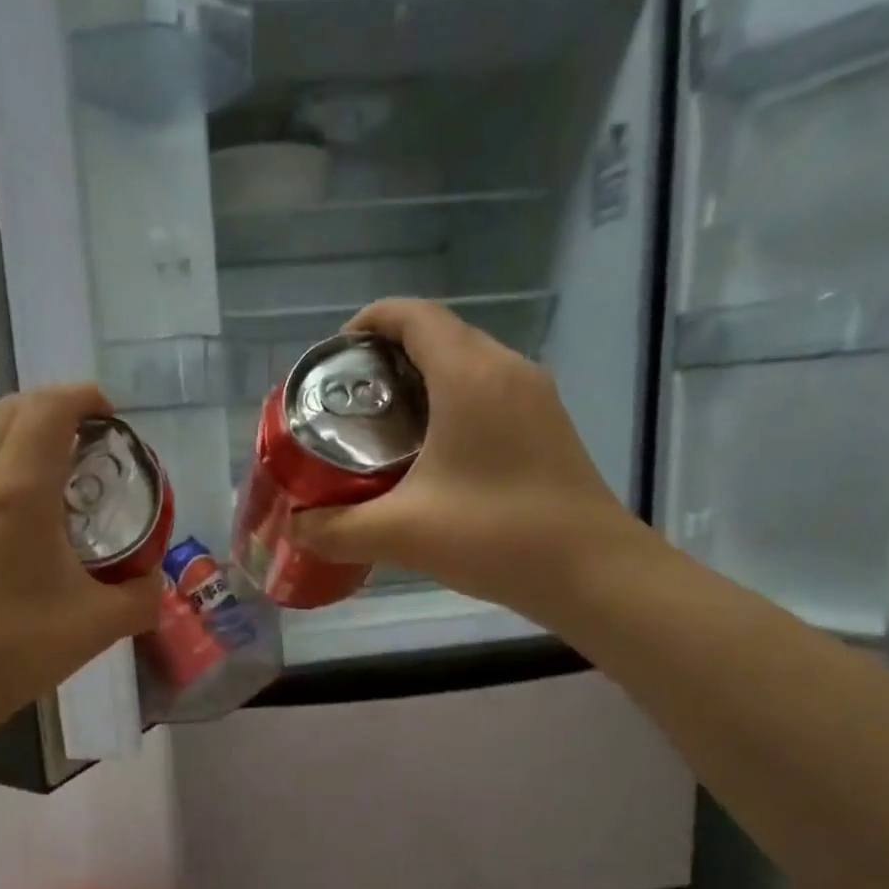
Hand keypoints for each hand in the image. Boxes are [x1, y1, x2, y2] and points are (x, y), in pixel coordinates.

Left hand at [0, 385, 158, 732]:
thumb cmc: (17, 650)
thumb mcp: (99, 624)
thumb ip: (141, 594)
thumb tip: (154, 579)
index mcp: (18, 489)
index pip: (50, 406)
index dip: (83, 396)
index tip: (106, 415)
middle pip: (7, 408)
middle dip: (47, 413)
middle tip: (74, 448)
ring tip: (13, 467)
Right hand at [292, 299, 653, 621]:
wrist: (593, 573)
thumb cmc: (495, 536)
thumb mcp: (400, 534)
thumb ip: (335, 529)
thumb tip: (294, 527)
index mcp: (469, 375)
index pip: (412, 315)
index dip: (367, 323)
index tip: (333, 359)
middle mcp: (505, 370)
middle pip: (437, 335)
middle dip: (386, 357)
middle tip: (346, 402)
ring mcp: (533, 397)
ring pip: (465, 364)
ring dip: (419, 381)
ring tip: (380, 427)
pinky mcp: (546, 426)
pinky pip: (487, 392)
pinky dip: (449, 403)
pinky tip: (428, 455)